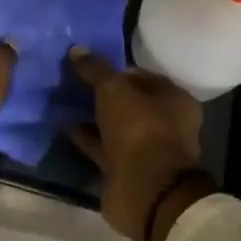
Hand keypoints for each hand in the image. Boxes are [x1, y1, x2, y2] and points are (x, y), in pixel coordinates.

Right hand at [67, 51, 212, 240]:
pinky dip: (87, 138)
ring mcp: (146, 151)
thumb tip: (77, 49)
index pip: (143, 77)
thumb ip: (97, 70)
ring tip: (66, 102)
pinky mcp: (127, 171)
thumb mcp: (115, 91)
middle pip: (130, 103)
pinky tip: (65, 126)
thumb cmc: (140, 130)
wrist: (145, 192)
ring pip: (116, 127)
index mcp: (175, 101)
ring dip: (94, 117)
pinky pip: (104, 148)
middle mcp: (165, 125)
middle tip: (75, 83)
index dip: (118, 71)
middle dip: (104, 95)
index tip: (91, 67)